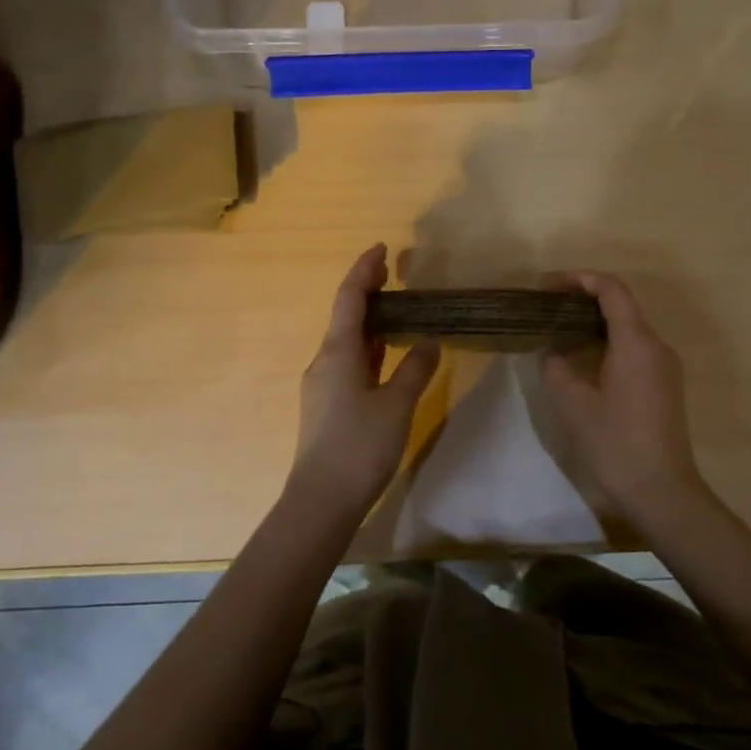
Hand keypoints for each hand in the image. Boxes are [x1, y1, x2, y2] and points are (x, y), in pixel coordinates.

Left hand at [287, 245, 440, 520]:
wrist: (321, 501)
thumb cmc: (359, 446)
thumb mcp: (397, 405)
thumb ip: (415, 369)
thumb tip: (429, 342)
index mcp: (338, 352)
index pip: (350, 298)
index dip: (365, 270)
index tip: (382, 248)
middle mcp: (324, 361)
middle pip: (345, 316)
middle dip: (368, 292)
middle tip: (394, 274)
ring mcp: (322, 384)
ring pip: (347, 341)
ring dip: (369, 321)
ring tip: (397, 309)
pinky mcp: (326, 405)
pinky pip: (348, 362)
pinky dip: (368, 348)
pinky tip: (386, 355)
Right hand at [539, 272, 707, 519]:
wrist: (662, 491)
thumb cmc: (615, 444)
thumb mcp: (573, 404)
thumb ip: (556, 367)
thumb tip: (552, 349)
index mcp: (636, 343)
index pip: (612, 290)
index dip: (582, 279)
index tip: (551, 285)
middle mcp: (657, 346)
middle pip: (622, 306)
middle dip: (585, 300)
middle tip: (550, 309)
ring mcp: (666, 366)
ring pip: (630, 329)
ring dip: (597, 324)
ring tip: (562, 332)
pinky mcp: (666, 384)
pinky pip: (637, 349)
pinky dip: (610, 343)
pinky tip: (586, 361)